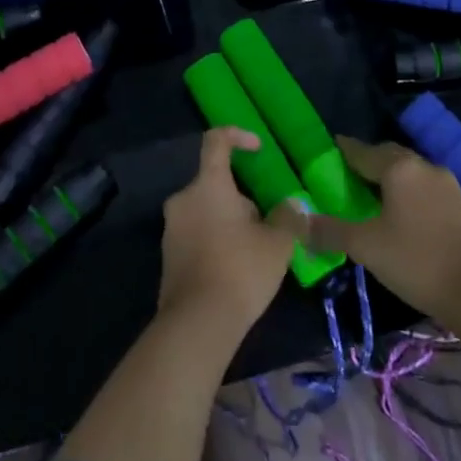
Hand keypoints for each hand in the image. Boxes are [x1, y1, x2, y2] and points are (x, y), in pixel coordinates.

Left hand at [158, 127, 298, 346]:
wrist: (197, 325)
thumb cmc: (240, 270)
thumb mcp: (277, 244)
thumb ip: (287, 218)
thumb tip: (292, 206)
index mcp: (208, 184)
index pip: (216, 140)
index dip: (238, 136)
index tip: (258, 149)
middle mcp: (183, 198)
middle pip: (214, 183)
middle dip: (241, 199)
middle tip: (265, 226)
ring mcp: (171, 228)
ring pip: (205, 211)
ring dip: (228, 222)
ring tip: (253, 253)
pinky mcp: (167, 257)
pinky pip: (195, 235)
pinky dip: (214, 242)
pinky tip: (234, 271)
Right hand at [283, 135, 460, 323]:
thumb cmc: (417, 262)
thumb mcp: (366, 247)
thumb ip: (330, 231)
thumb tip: (297, 222)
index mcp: (398, 167)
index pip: (361, 150)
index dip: (341, 151)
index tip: (325, 151)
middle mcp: (422, 165)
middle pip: (386, 155)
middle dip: (365, 161)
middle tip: (344, 176)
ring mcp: (445, 183)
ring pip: (407, 171)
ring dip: (387, 177)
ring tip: (369, 195)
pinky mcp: (459, 204)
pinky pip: (422, 187)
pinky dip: (405, 191)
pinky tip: (398, 212)